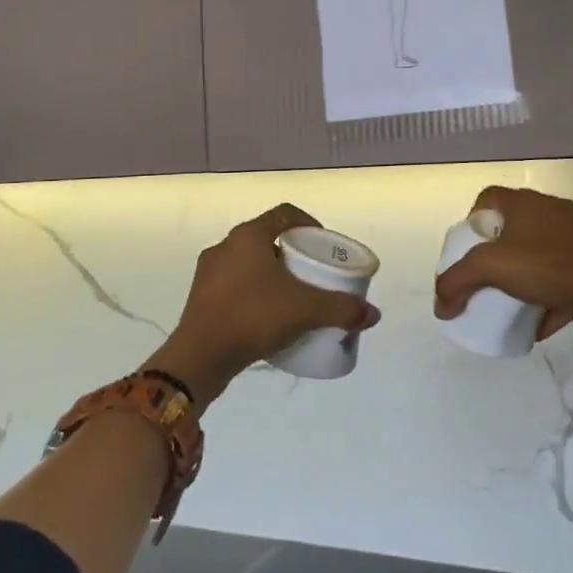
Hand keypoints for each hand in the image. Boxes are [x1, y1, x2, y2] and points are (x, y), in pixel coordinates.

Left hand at [149, 203, 379, 403]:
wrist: (199, 357)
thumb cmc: (253, 317)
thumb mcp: (305, 310)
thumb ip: (342, 309)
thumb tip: (373, 314)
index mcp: (248, 236)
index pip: (285, 215)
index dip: (309, 224)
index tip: (324, 245)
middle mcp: (225, 246)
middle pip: (268, 239)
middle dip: (293, 253)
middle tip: (314, 274)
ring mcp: (208, 272)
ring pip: (249, 263)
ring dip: (272, 275)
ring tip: (294, 297)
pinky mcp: (201, 298)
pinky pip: (235, 285)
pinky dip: (255, 294)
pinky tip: (268, 317)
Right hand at [433, 187, 572, 339]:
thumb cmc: (544, 265)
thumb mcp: (489, 270)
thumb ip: (456, 283)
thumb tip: (440, 306)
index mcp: (524, 201)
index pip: (488, 197)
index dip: (473, 219)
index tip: (470, 248)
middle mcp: (550, 208)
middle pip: (513, 224)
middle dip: (498, 250)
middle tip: (489, 274)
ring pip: (539, 248)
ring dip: (524, 271)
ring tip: (513, 296)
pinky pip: (562, 270)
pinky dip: (548, 291)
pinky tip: (541, 318)